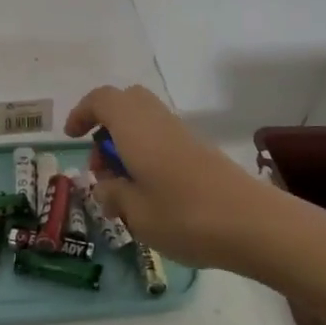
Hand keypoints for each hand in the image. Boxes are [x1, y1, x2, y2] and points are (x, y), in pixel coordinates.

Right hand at [65, 84, 286, 272]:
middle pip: (127, 103)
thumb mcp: (135, 213)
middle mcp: (158, 122)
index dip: (82, 113)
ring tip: (123, 187)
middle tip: (100, 164)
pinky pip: (163, 138)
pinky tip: (151, 193)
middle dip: (106, 126)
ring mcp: (183, 135)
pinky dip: (147, 154)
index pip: (102, 100)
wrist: (254, 224)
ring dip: (127, 143)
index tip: (71, 138)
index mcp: (135, 128)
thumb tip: (106, 187)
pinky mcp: (201, 152)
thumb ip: (113, 195)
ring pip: (146, 121)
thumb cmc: (185, 216)